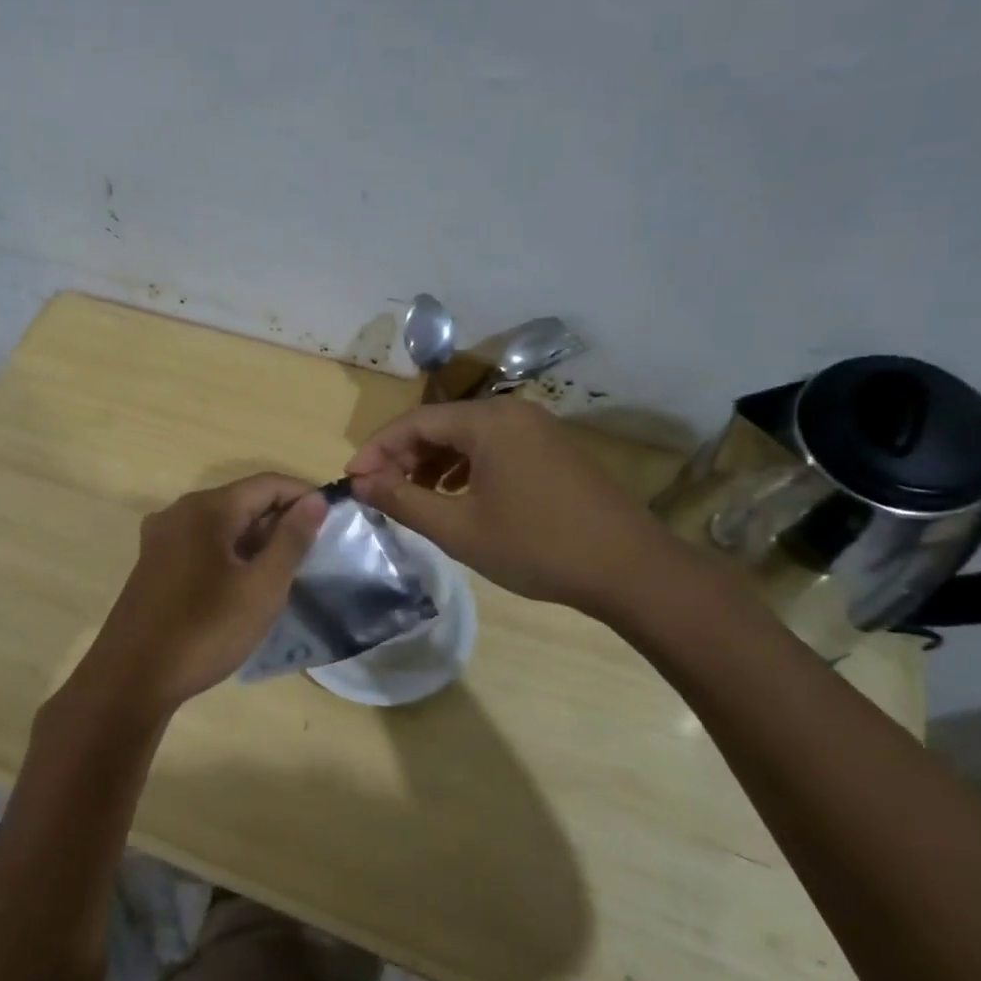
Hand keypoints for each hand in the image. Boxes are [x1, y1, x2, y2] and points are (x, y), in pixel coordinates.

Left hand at [76, 473, 327, 713]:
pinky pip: (201, 544)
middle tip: (312, 553)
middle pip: (243, 500)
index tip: (334, 520)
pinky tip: (243, 584)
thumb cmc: (205, 631)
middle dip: (280, 520)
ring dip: (256, 539)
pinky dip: (230, 553)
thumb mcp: (262, 587)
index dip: (304, 496)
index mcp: (207, 508)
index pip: (268, 483)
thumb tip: (314, 501)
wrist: (132, 679)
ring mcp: (161, 538)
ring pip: (222, 524)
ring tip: (284, 571)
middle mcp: (180, 511)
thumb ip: (291, 539)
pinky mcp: (153, 563)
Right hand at [344, 398, 678, 615]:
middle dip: (404, 456)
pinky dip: (465, 467)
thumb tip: (360, 482)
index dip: (376, 449)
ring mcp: (538, 428)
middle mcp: (513, 412)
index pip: (415, 422)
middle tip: (381, 491)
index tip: (352, 479)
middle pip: (441, 424)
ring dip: (433, 463)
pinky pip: (494, 447)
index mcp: (488, 421)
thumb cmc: (536, 546)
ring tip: (414, 497)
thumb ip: (403, 500)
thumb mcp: (459, 528)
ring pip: (468, 436)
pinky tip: (456, 496)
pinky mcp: (553, 449)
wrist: (628, 568)